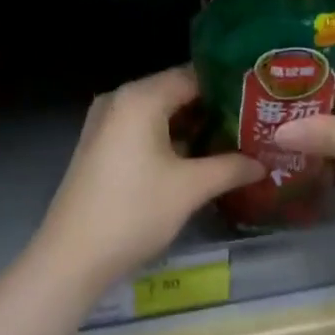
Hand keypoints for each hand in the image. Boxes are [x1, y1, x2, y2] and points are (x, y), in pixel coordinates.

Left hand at [38, 66, 262, 291]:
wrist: (71, 258)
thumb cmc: (134, 212)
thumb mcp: (190, 188)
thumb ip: (230, 168)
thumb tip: (263, 163)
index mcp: (140, 97)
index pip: (194, 75)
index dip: (228, 87)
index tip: (259, 99)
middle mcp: (121, 99)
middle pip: (176, 91)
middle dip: (213, 108)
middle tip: (254, 121)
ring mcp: (106, 122)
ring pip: (160, 112)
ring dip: (193, 126)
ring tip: (235, 139)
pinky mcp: (101, 145)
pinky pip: (144, 129)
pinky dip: (170, 138)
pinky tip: (199, 157)